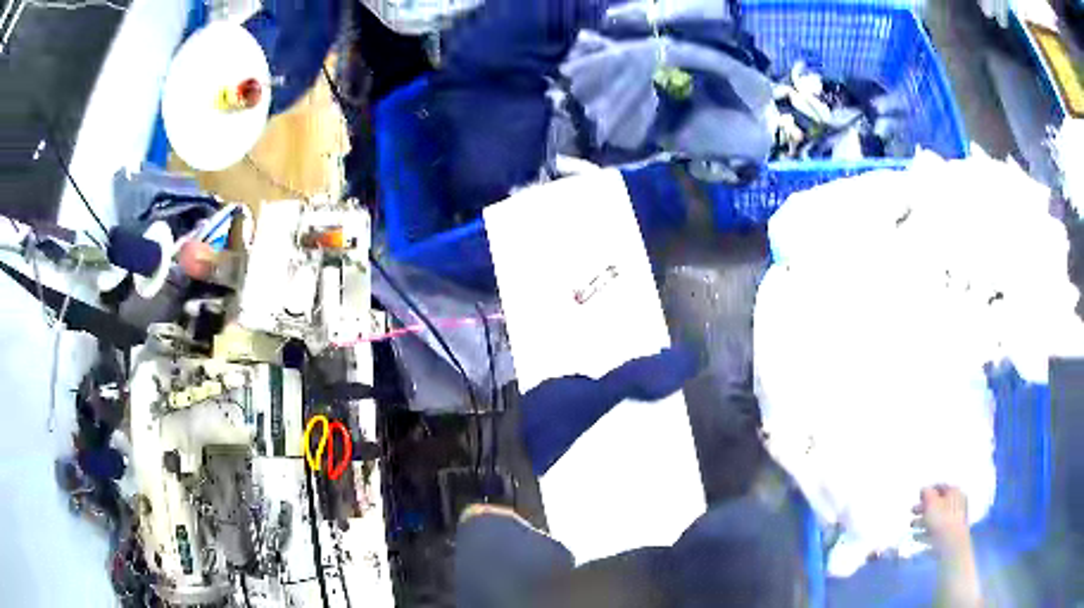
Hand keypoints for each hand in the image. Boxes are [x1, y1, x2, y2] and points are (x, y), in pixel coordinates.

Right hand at [913, 485, 972, 556]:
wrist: (951, 546)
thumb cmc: (941, 522)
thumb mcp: (931, 503)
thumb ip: (926, 494)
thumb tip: (924, 490)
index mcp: (954, 492)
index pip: (939, 487)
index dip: (927, 491)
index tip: (918, 497)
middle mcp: (956, 502)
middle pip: (937, 504)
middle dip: (924, 508)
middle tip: (913, 512)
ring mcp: (954, 520)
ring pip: (936, 519)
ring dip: (923, 522)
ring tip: (912, 527)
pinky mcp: (949, 535)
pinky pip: (936, 531)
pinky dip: (926, 533)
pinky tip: (918, 538)